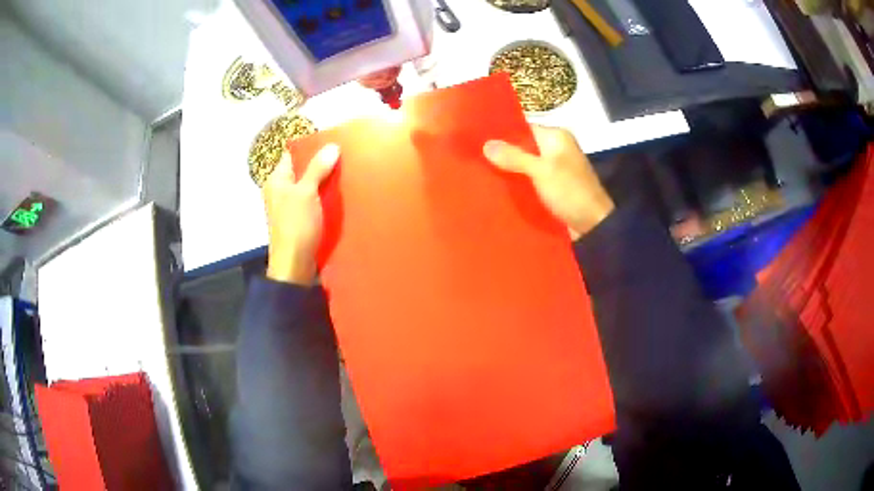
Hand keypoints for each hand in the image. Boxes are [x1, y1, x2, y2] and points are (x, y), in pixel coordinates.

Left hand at [263, 144, 339, 284]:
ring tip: (347, 173)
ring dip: (326, 182)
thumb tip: (332, 146)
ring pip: (311, 186)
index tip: (333, 142)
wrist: (294, 265)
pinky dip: (325, 198)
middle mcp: (281, 191)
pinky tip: (341, 195)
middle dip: (322, 165)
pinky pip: (314, 202)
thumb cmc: (296, 226)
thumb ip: (317, 168)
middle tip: (345, 157)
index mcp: (277, 181)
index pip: (293, 155)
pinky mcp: (301, 220)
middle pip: (303, 171)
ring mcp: (291, 206)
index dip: (311, 147)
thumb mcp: (306, 193)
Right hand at [483, 125, 614, 239]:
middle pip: (523, 148)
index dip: (502, 135)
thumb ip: (514, 157)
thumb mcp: (541, 171)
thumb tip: (486, 144)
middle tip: (475, 161)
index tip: (478, 141)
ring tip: (481, 175)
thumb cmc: (570, 191)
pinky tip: (499, 190)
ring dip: (509, 172)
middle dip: (503, 155)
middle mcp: (556, 149)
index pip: (524, 128)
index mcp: (557, 137)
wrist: (593, 224)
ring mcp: (555, 170)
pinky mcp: (553, 188)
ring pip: (525, 166)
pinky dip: (518, 185)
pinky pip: (531, 181)